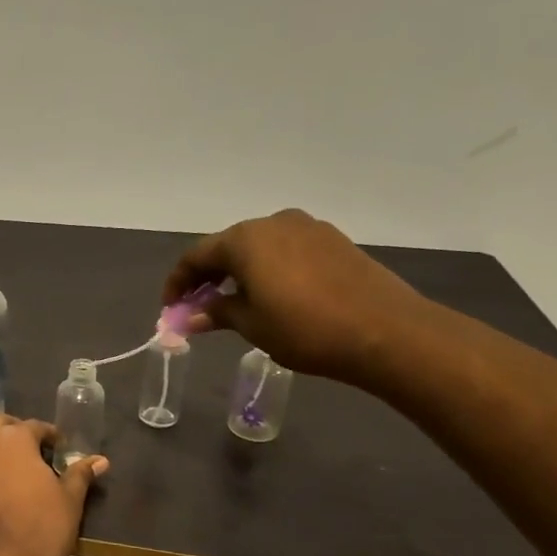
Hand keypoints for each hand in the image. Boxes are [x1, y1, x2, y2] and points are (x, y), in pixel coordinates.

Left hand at [0, 415, 106, 555]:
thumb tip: (100, 460)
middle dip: (13, 431)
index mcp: (13, 439)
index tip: (58, 448)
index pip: (34, 426)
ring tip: (6, 469)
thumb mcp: (70, 500)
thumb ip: (80, 474)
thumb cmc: (42, 526)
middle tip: (30, 451)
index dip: (49, 436)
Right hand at [161, 208, 430, 381]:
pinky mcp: (334, 241)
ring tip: (234, 303)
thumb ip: (216, 312)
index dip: (178, 283)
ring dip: (239, 272)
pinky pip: (286, 250)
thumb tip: (190, 316)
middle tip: (199, 306)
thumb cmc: (305, 329)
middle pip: (227, 247)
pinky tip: (271, 295)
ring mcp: (308, 228)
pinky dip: (268, 269)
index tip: (171, 308)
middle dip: (208, 276)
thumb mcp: (251, 325)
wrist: (386, 332)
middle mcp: (274, 223)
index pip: (196, 256)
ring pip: (259, 247)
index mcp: (246, 239)